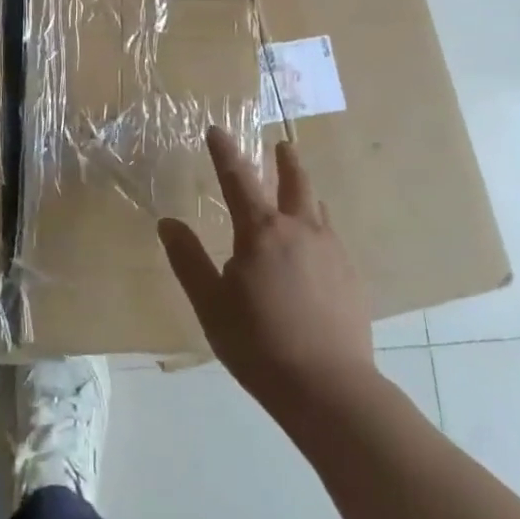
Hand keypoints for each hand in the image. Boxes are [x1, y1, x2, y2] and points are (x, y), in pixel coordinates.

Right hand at [158, 127, 374, 414]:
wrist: (329, 388)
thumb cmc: (259, 343)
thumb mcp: (210, 304)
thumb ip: (188, 260)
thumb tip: (168, 223)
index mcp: (261, 232)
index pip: (238, 179)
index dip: (225, 152)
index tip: (217, 130)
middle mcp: (300, 230)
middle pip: (295, 182)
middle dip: (286, 160)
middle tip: (281, 144)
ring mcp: (332, 252)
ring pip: (318, 209)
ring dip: (306, 193)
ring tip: (300, 192)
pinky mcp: (352, 278)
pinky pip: (332, 238)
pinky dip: (319, 228)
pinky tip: (315, 249)